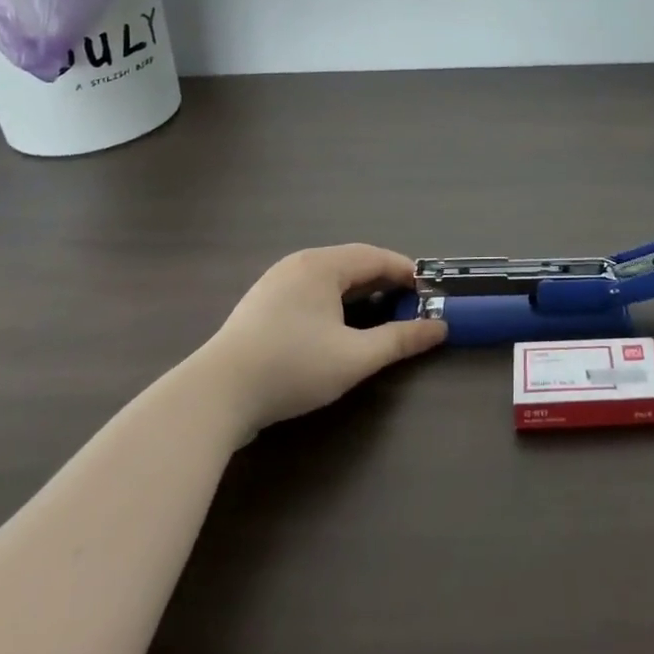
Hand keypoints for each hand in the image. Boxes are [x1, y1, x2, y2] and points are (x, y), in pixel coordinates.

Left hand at [206, 244, 446, 432]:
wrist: (214, 396)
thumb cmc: (292, 367)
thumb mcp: (355, 357)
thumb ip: (400, 340)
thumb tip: (439, 328)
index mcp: (322, 265)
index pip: (376, 257)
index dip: (406, 273)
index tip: (429, 293)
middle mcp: (298, 264)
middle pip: (352, 264)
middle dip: (384, 283)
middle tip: (409, 306)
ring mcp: (275, 283)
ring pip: (330, 279)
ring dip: (359, 294)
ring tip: (379, 317)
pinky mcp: (261, 306)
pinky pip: (310, 292)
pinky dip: (334, 303)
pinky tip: (337, 329)